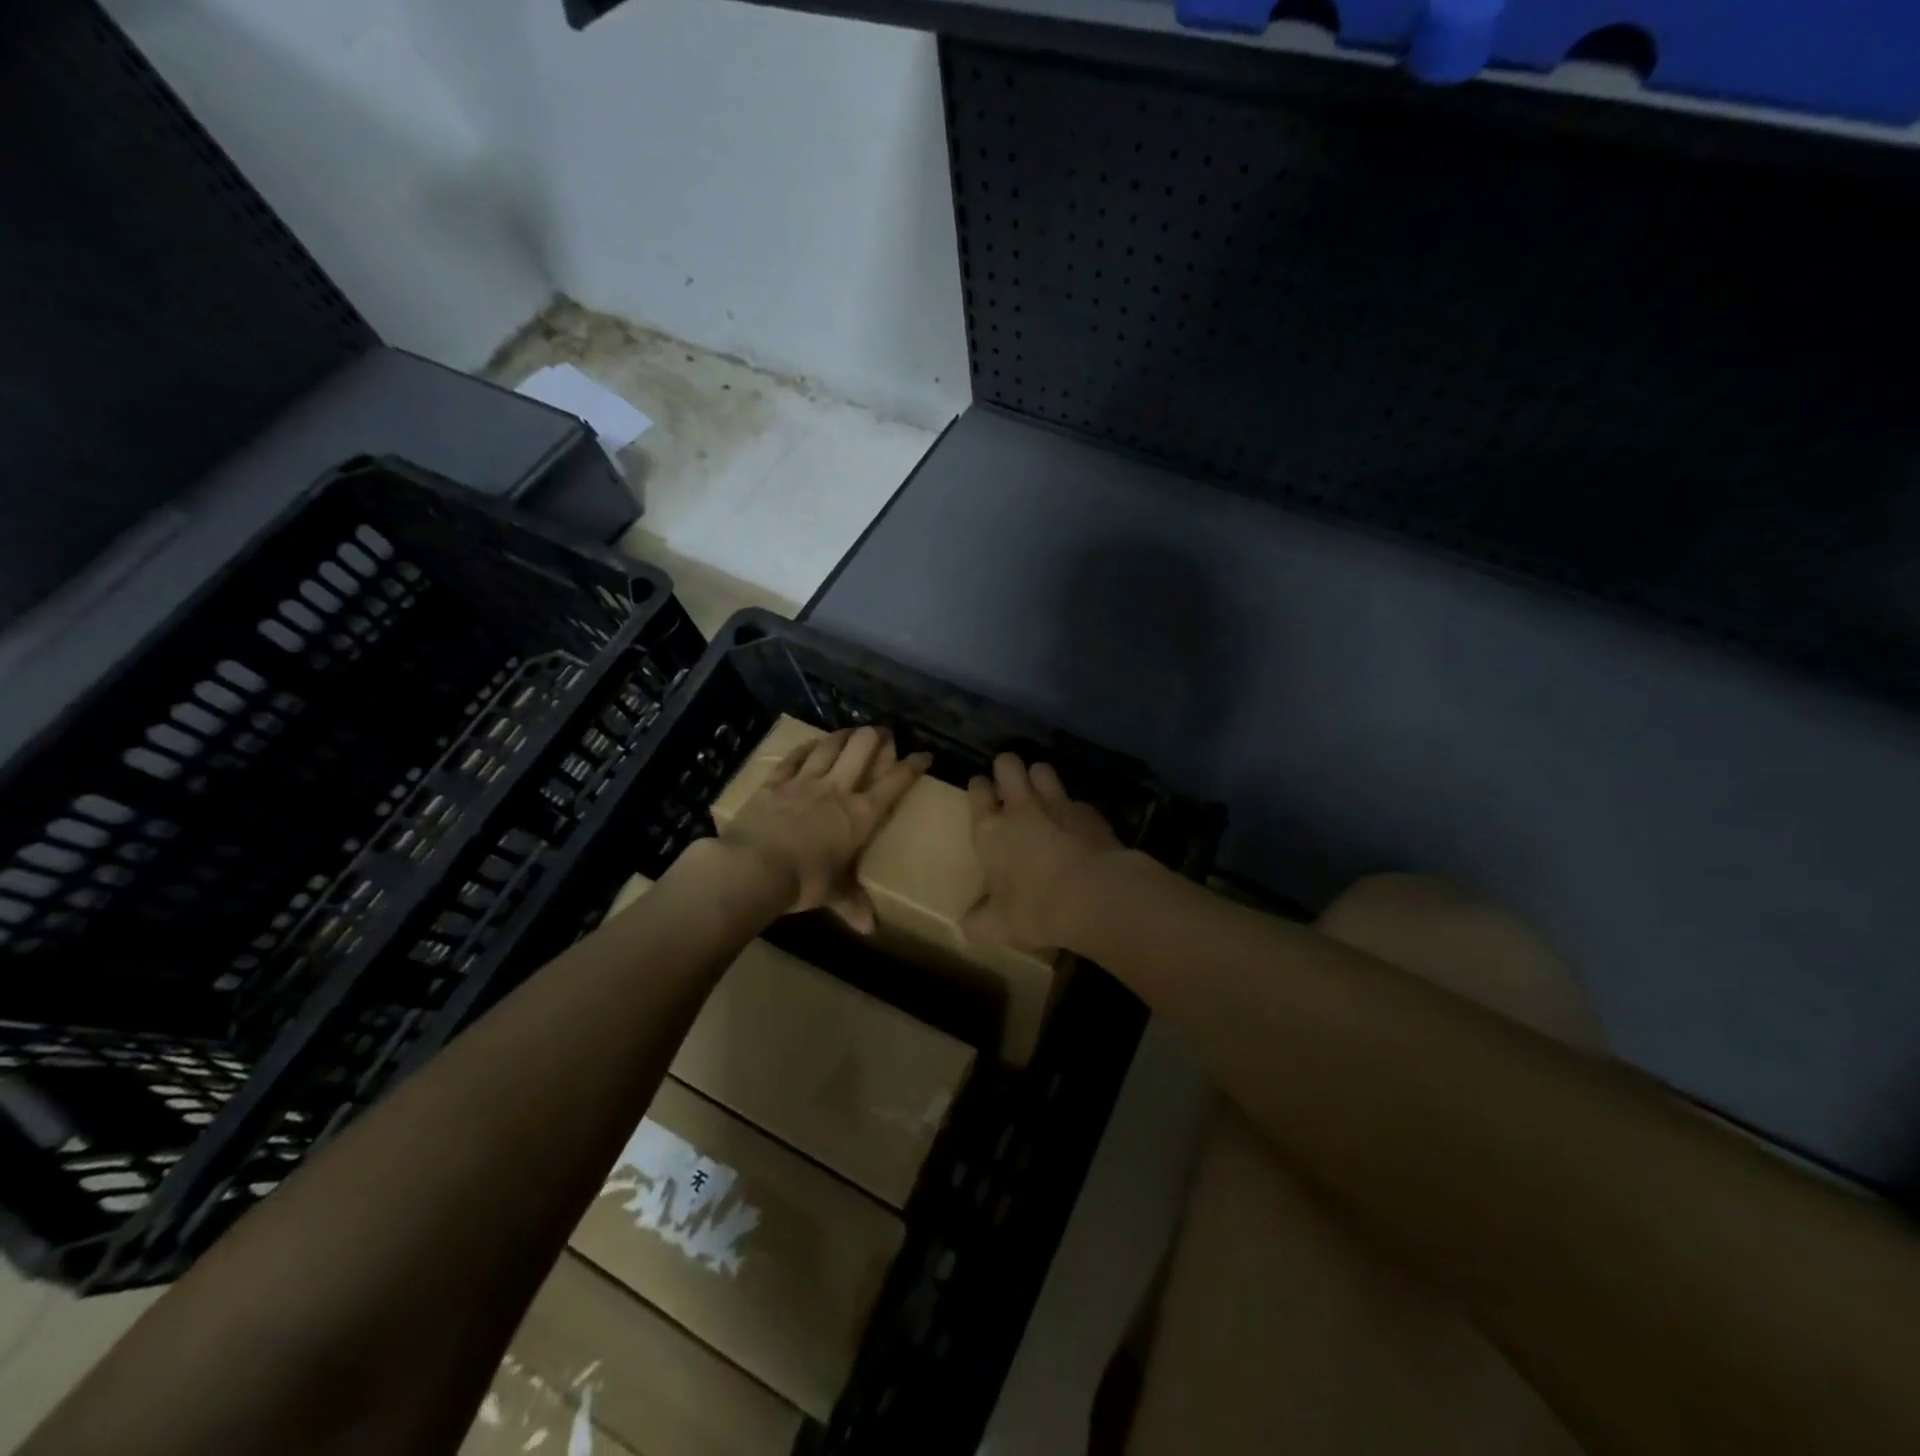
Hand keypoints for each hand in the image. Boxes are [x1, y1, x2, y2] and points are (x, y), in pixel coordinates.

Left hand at [721, 725, 929, 932]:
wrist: (753, 868)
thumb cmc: (803, 882)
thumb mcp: (833, 894)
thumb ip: (853, 904)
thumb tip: (870, 929)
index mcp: (860, 815)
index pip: (894, 784)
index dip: (912, 767)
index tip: (923, 756)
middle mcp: (837, 790)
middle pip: (862, 749)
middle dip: (876, 737)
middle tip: (883, 734)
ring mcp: (804, 782)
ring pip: (830, 746)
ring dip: (844, 735)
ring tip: (852, 730)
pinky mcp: (775, 782)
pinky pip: (795, 757)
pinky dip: (807, 747)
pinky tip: (812, 743)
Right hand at [963, 754, 1125, 951]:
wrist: (1096, 896)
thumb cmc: (1036, 909)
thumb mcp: (998, 927)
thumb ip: (978, 923)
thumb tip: (965, 927)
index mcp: (991, 830)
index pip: (977, 790)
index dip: (979, 787)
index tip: (981, 791)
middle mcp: (1021, 807)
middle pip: (1008, 764)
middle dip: (1006, 767)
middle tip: (1009, 785)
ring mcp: (1058, 804)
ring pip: (1042, 769)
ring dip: (1039, 777)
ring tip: (1041, 794)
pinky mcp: (1090, 812)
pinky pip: (1075, 799)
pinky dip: (1073, 808)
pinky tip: (1077, 826)